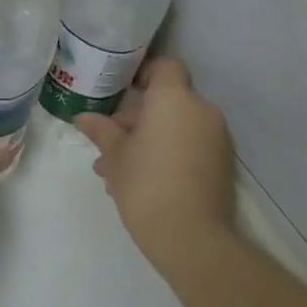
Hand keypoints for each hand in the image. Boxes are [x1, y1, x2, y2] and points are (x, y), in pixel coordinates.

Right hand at [75, 58, 235, 270]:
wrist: (192, 239)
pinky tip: (142, 178)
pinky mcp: (223, 164)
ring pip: (179, 125)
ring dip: (153, 136)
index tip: (122, 89)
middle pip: (170, 99)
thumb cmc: (146, 185)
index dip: (144, 73)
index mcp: (174, 99)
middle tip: (111, 137)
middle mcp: (202, 111)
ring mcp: (217, 138)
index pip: (165, 67)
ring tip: (119, 165)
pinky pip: (191, 145)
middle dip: (140, 114)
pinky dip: (171, 151)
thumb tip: (83, 118)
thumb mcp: (115, 156)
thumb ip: (101, 131)